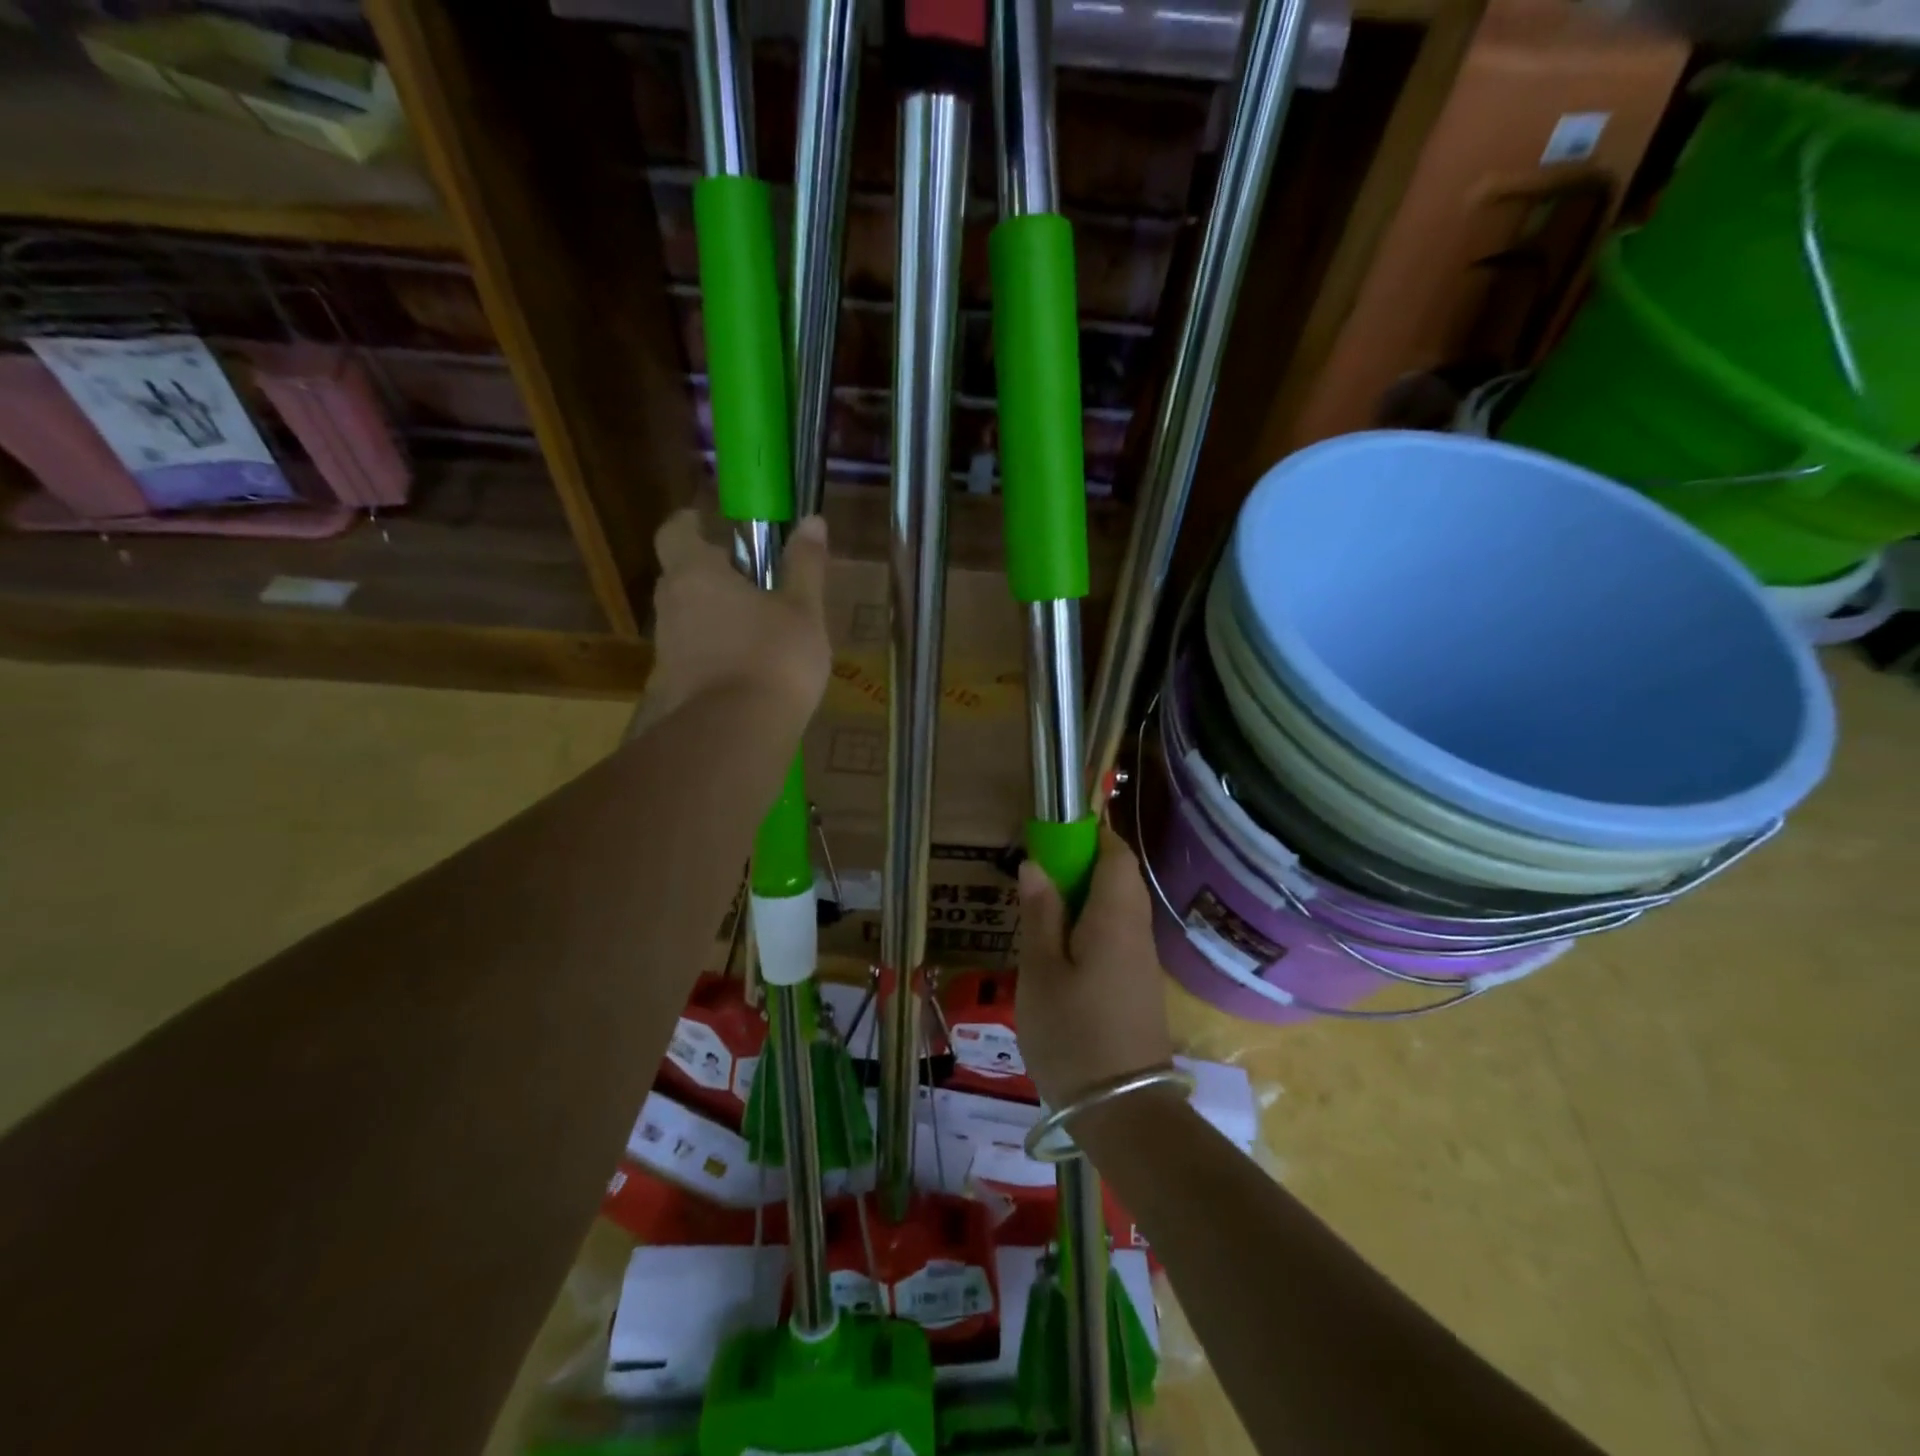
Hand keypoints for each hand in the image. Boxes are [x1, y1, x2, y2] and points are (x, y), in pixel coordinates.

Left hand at [640, 509, 832, 727]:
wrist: (733, 737)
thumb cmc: (774, 659)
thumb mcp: (803, 610)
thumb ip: (805, 565)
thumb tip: (812, 520)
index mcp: (696, 574)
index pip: (675, 531)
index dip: (691, 524)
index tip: (710, 525)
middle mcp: (670, 607)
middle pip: (682, 578)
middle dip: (712, 576)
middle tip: (753, 584)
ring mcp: (664, 651)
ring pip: (687, 622)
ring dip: (715, 621)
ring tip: (758, 636)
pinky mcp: (669, 690)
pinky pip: (692, 660)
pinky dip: (714, 659)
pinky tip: (747, 677)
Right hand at [1016, 822, 1174, 1107]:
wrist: (1123, 1111)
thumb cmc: (1073, 1034)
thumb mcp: (1041, 971)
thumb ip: (1040, 913)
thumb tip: (1036, 864)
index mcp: (1116, 918)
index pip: (1117, 855)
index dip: (1090, 837)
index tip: (1052, 840)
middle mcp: (1137, 931)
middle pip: (1120, 878)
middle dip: (1082, 866)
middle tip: (1038, 881)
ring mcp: (1142, 961)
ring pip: (1119, 908)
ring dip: (1084, 899)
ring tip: (1042, 916)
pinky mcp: (1139, 986)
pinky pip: (1117, 936)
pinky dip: (1091, 927)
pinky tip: (1060, 953)